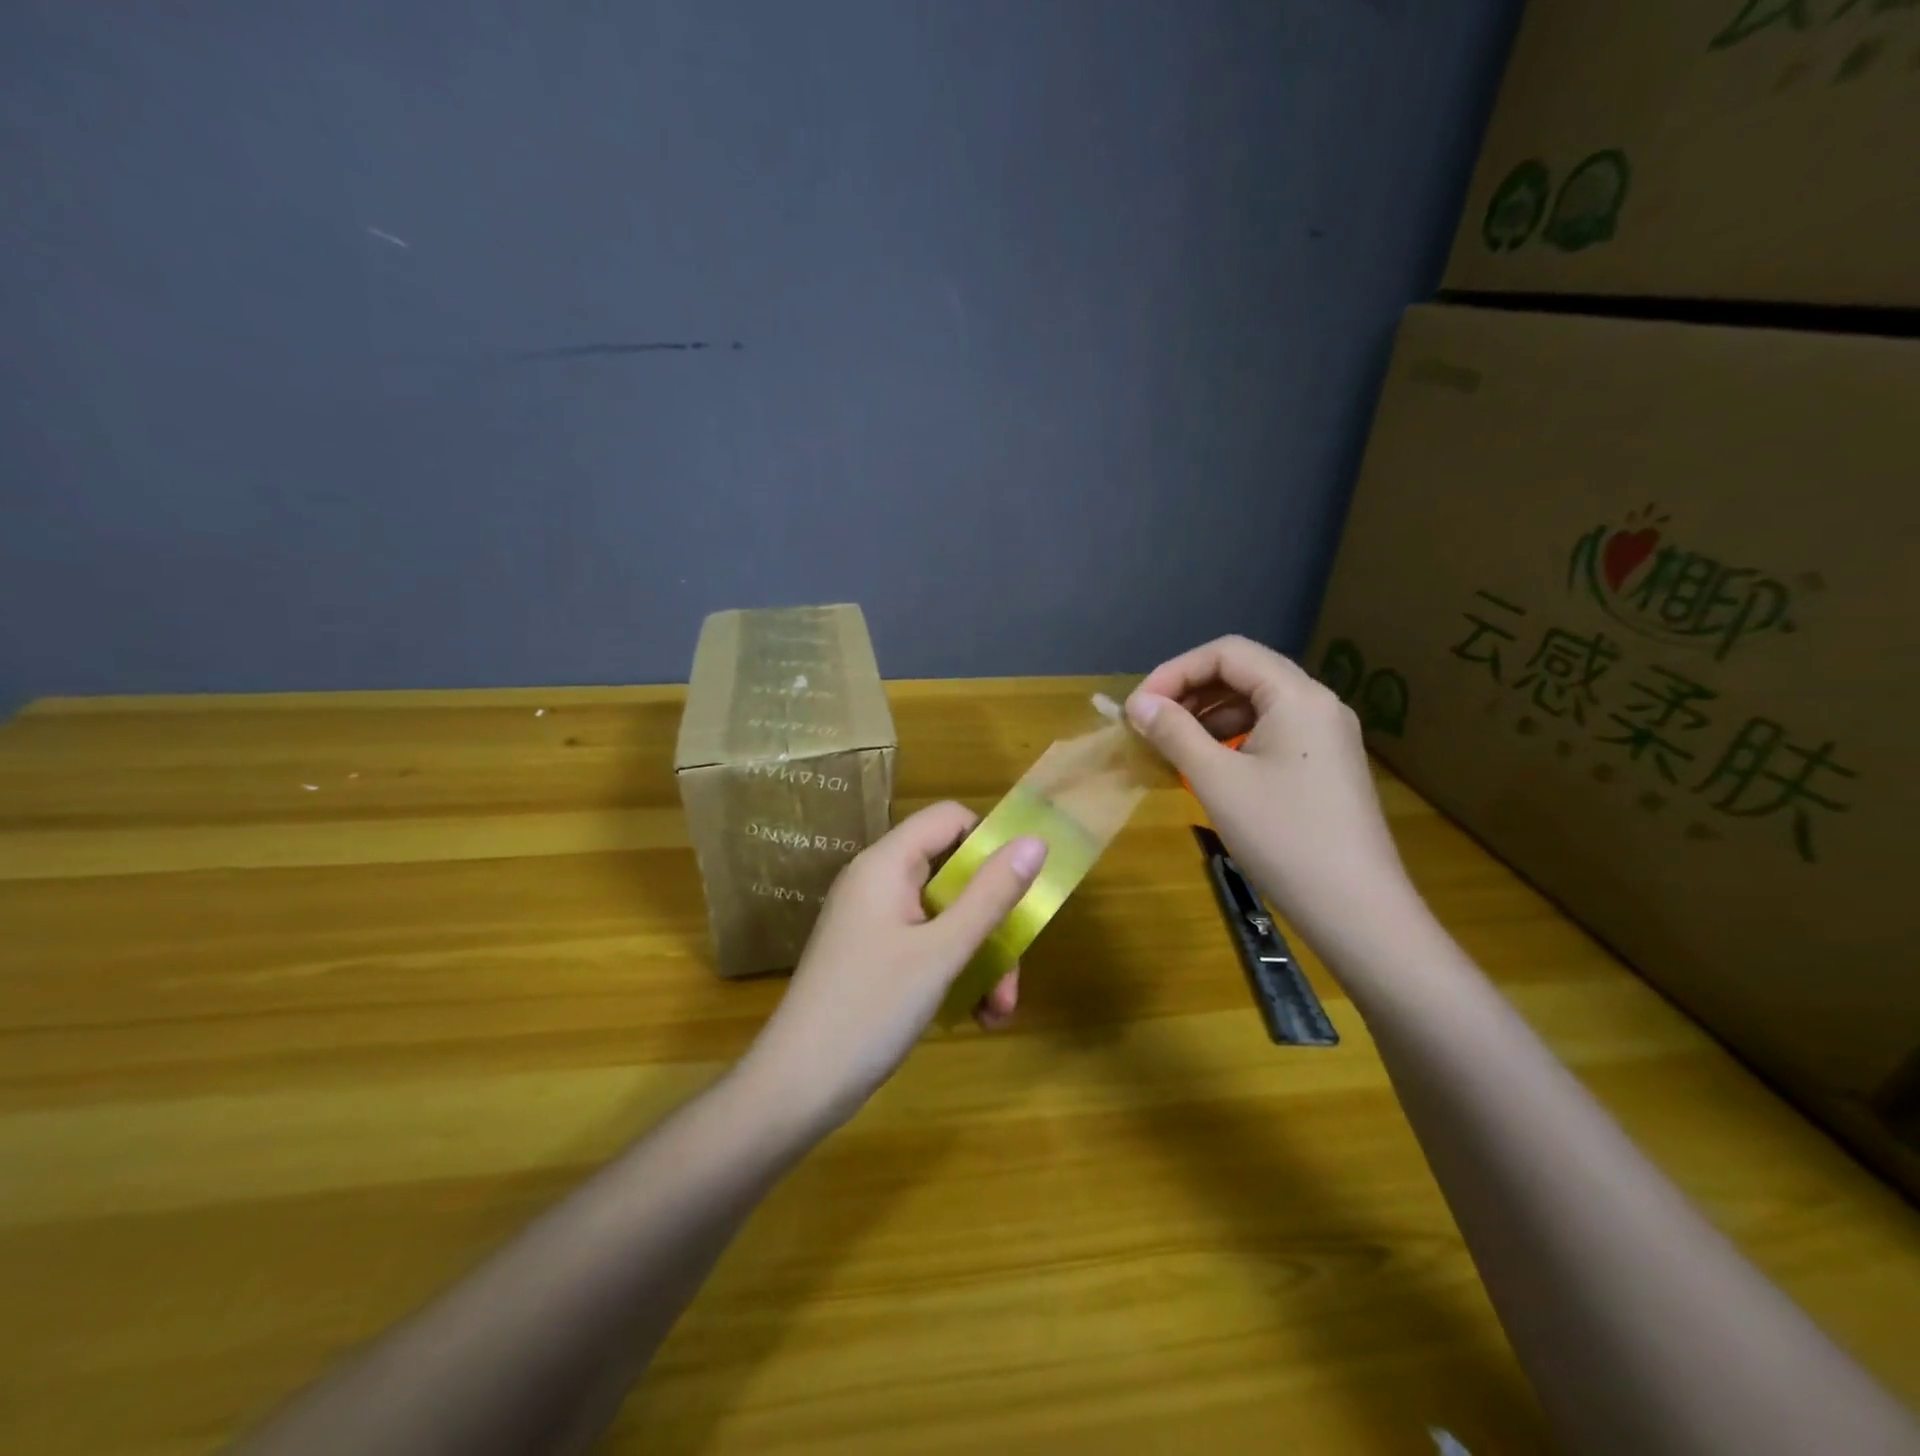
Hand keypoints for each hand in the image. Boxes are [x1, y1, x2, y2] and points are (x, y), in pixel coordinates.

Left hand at [742, 801, 1045, 1128]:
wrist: (795, 1088)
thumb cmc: (870, 1009)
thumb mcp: (942, 952)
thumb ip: (991, 895)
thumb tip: (1035, 841)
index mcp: (886, 864)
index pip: (949, 819)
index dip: (990, 842)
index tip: (1023, 886)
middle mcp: (877, 882)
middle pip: (953, 874)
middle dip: (992, 921)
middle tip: (1013, 976)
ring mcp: (873, 921)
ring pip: (945, 916)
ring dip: (980, 957)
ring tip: (997, 1012)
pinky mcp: (872, 956)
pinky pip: (925, 945)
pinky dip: (953, 972)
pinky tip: (974, 1016)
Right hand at [1125, 635, 1412, 951]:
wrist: (1357, 909)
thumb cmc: (1283, 837)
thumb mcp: (1217, 781)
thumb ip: (1174, 733)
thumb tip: (1139, 704)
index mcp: (1297, 696)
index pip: (1228, 654)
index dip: (1176, 671)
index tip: (1140, 706)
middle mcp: (1318, 704)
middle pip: (1244, 674)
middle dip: (1191, 691)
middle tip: (1150, 723)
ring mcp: (1327, 735)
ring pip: (1258, 704)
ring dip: (1209, 716)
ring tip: (1172, 745)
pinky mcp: (1326, 765)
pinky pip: (1272, 732)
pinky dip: (1233, 739)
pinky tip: (1208, 767)